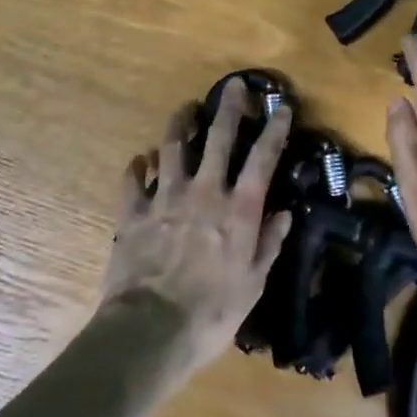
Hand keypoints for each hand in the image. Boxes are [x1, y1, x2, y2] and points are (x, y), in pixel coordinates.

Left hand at [100, 84, 294, 376]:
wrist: (150, 330)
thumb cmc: (211, 313)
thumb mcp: (252, 284)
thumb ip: (268, 244)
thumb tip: (284, 213)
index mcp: (237, 209)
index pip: (262, 159)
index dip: (274, 130)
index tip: (281, 107)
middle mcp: (204, 192)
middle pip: (218, 138)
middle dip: (229, 108)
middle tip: (234, 85)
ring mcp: (165, 198)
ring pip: (172, 147)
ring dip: (180, 124)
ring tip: (186, 109)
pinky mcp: (133, 212)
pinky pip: (133, 179)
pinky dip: (138, 166)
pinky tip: (141, 159)